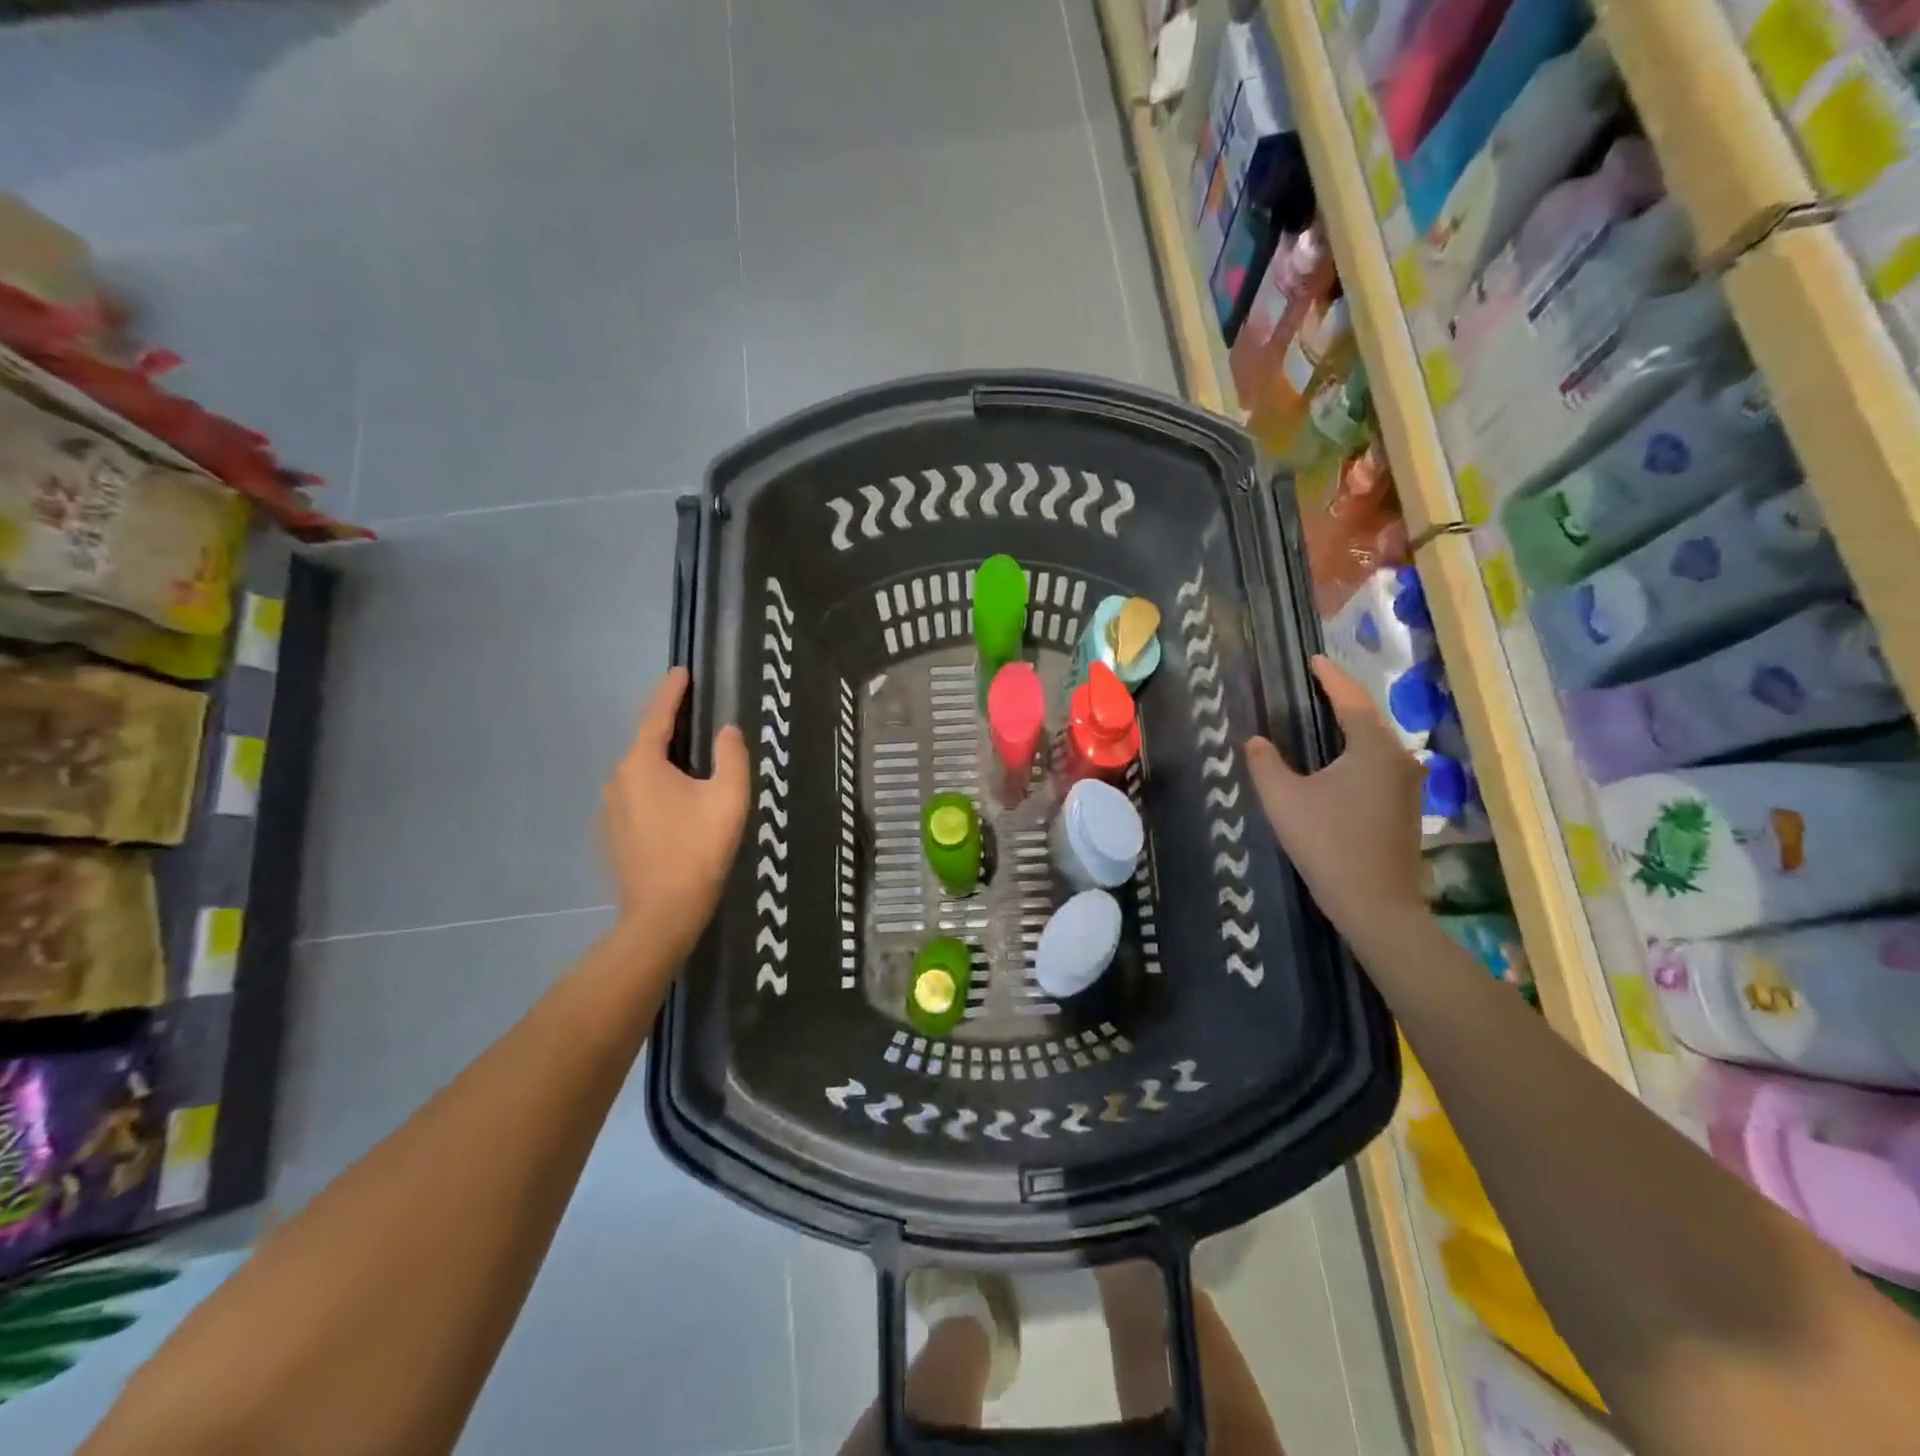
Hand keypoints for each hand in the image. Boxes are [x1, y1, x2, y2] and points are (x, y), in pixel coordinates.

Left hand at [603, 668, 749, 957]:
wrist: (663, 911)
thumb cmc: (699, 848)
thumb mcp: (729, 797)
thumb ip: (731, 756)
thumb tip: (726, 731)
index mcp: (643, 763)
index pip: (657, 715)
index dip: (671, 691)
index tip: (680, 671)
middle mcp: (618, 778)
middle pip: (646, 743)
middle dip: (669, 729)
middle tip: (693, 718)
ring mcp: (610, 808)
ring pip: (640, 773)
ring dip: (663, 764)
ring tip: (690, 767)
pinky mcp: (611, 833)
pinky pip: (636, 797)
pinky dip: (655, 791)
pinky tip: (675, 807)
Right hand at [1245, 655, 1425, 935]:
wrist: (1374, 903)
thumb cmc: (1327, 843)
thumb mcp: (1284, 799)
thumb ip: (1265, 763)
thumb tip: (1254, 740)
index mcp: (1372, 748)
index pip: (1350, 700)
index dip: (1330, 678)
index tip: (1314, 659)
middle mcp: (1397, 759)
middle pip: (1368, 718)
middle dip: (1342, 698)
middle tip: (1315, 683)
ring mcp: (1406, 785)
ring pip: (1375, 742)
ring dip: (1351, 726)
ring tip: (1323, 714)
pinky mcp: (1404, 807)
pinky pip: (1378, 763)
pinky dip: (1357, 751)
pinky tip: (1338, 759)